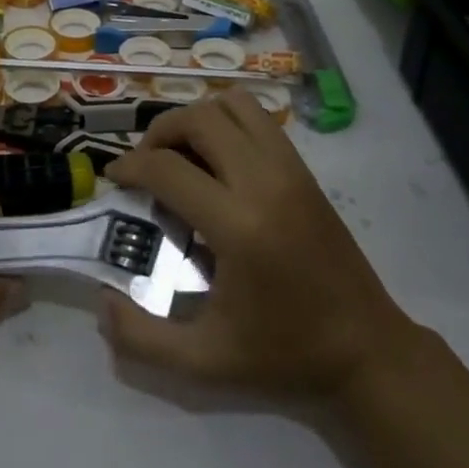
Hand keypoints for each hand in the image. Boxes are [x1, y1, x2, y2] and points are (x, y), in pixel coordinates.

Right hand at [100, 90, 420, 402]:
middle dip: (160, 132)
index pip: (168, 168)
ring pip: (233, 105)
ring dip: (197, 119)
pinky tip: (217, 161)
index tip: (115, 178)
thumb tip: (102, 302)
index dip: (130, 166)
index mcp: (239, 226)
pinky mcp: (305, 169)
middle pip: (199, 119)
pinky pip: (259, 118)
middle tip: (145, 165)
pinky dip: (227, 122)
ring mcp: (290, 169)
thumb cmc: (283, 355)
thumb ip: (141, 339)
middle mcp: (264, 183)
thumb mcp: (204, 362)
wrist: (366, 350)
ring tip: (182, 155)